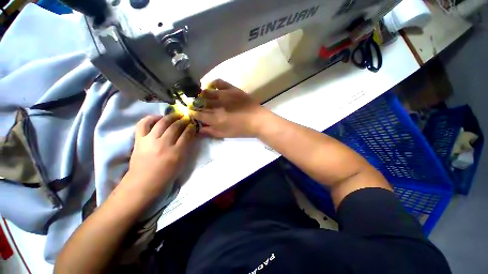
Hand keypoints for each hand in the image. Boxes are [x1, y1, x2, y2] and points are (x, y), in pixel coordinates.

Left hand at [121, 114, 195, 199]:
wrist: (144, 182)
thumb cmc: (166, 174)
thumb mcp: (182, 163)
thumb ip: (186, 148)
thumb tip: (189, 135)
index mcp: (176, 152)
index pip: (186, 134)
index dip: (191, 127)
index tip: (192, 124)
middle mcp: (164, 144)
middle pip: (175, 126)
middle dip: (182, 120)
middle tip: (185, 118)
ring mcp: (150, 140)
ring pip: (162, 123)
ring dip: (170, 117)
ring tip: (175, 115)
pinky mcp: (139, 140)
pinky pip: (143, 124)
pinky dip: (150, 118)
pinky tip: (158, 117)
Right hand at [189, 79, 267, 137]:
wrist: (258, 120)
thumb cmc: (242, 130)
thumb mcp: (226, 134)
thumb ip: (211, 132)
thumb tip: (200, 129)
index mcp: (215, 119)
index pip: (198, 114)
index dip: (193, 113)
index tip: (191, 113)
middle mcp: (217, 106)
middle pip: (200, 103)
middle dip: (196, 104)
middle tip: (197, 105)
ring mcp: (225, 95)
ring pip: (207, 92)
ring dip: (202, 95)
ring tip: (203, 97)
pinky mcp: (232, 89)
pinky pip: (219, 82)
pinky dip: (213, 83)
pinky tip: (212, 87)